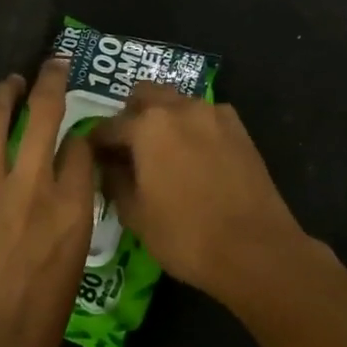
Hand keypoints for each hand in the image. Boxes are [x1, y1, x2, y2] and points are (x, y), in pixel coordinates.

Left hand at [0, 60, 95, 346]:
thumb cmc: (33, 333)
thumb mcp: (70, 273)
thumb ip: (67, 225)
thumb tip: (61, 201)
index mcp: (72, 212)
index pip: (81, 149)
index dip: (81, 133)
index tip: (78, 131)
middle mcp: (31, 188)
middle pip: (44, 115)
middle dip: (50, 81)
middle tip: (51, 64)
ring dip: (4, 94)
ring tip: (9, 83)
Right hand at [89, 85, 310, 302]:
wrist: (255, 250)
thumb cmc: (185, 235)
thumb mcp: (135, 214)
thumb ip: (114, 180)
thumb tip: (108, 165)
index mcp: (148, 125)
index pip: (108, 126)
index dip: (96, 144)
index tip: (91, 159)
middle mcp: (181, 108)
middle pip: (145, 96)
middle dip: (131, 117)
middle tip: (127, 150)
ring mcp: (215, 115)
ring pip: (177, 103)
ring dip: (163, 119)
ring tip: (161, 154)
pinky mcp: (240, 130)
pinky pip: (205, 117)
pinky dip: (192, 129)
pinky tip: (194, 158)